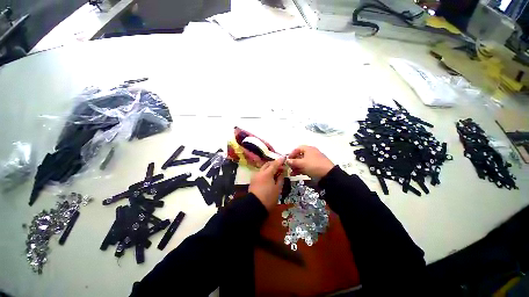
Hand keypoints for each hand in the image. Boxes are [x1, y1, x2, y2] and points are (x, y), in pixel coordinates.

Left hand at [249, 158, 285, 210]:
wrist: (254, 206)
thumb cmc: (268, 198)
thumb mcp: (277, 189)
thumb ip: (280, 179)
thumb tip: (282, 173)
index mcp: (267, 173)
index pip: (275, 164)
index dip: (280, 161)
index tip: (285, 157)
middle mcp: (260, 172)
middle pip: (268, 164)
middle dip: (274, 163)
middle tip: (281, 167)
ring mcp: (255, 176)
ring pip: (263, 168)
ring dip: (270, 168)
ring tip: (276, 172)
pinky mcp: (253, 180)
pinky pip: (261, 173)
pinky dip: (266, 172)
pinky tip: (270, 176)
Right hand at [287, 146, 333, 178]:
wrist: (328, 175)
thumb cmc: (314, 166)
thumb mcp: (302, 163)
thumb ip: (293, 162)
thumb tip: (287, 160)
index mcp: (308, 149)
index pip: (297, 149)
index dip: (291, 154)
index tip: (288, 160)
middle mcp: (311, 153)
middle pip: (299, 156)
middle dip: (293, 162)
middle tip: (289, 167)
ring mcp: (314, 160)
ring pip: (302, 162)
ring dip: (296, 167)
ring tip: (291, 173)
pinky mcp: (315, 166)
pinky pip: (306, 166)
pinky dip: (301, 169)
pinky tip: (296, 174)